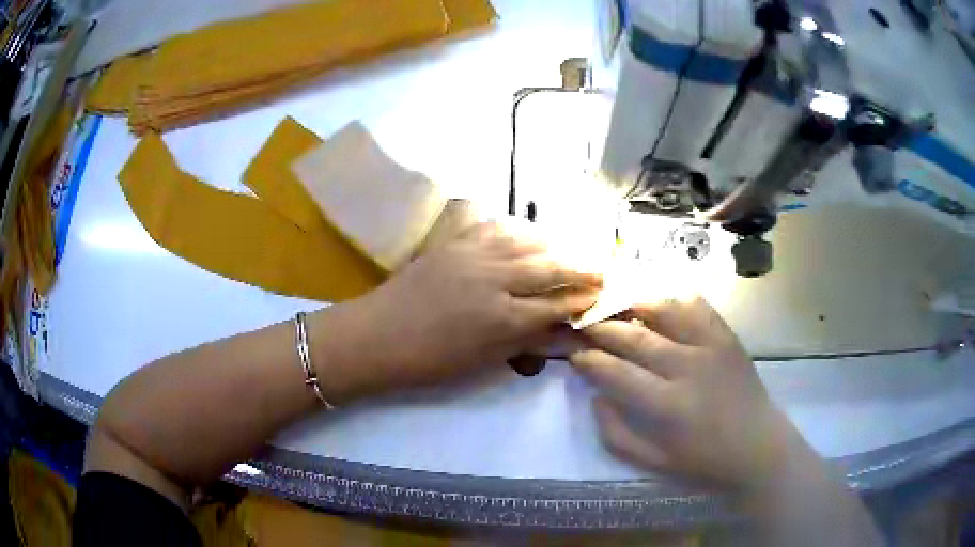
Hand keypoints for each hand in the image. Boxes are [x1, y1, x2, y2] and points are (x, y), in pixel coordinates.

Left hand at [334, 222, 601, 398]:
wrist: (376, 336)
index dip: (584, 300)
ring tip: (573, 250)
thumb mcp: (483, 362)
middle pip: (551, 266)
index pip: (558, 304)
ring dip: (556, 244)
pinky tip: (530, 234)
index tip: (603, 296)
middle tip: (602, 269)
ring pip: (528, 241)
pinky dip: (519, 230)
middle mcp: (495, 280)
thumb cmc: (429, 362)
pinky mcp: (454, 242)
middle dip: (582, 267)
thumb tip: (566, 335)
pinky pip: (495, 228)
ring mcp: (473, 255)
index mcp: (503, 319)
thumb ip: (527, 343)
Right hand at [570, 297, 790, 491]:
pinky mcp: (727, 337)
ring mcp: (711, 346)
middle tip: (582, 324)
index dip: (588, 359)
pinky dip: (675, 297)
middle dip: (601, 328)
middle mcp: (688, 367)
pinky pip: (698, 305)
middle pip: (634, 337)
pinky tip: (659, 299)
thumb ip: (616, 434)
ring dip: (634, 303)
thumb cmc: (704, 462)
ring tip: (614, 303)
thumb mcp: (653, 463)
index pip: (615, 372)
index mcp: (667, 405)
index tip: (573, 354)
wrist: (758, 447)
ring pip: (665, 311)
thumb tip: (596, 397)